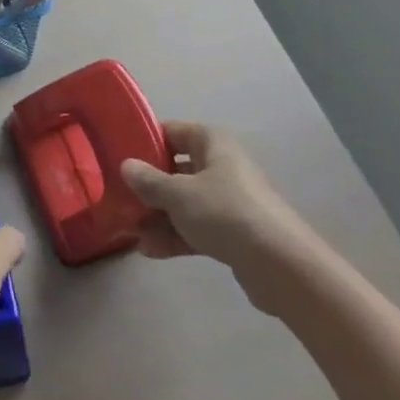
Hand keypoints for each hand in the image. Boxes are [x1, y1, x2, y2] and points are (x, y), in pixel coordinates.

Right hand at [120, 122, 312, 306]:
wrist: (282, 267)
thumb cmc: (225, 213)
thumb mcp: (178, 194)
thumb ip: (148, 180)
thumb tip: (126, 166)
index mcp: (212, 143)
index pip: (171, 131)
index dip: (145, 141)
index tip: (118, 155)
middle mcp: (221, 165)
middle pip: (176, 169)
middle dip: (148, 186)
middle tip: (119, 197)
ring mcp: (229, 200)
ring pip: (185, 202)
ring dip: (158, 216)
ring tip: (130, 231)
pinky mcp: (234, 233)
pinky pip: (197, 227)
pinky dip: (176, 236)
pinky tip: (149, 251)